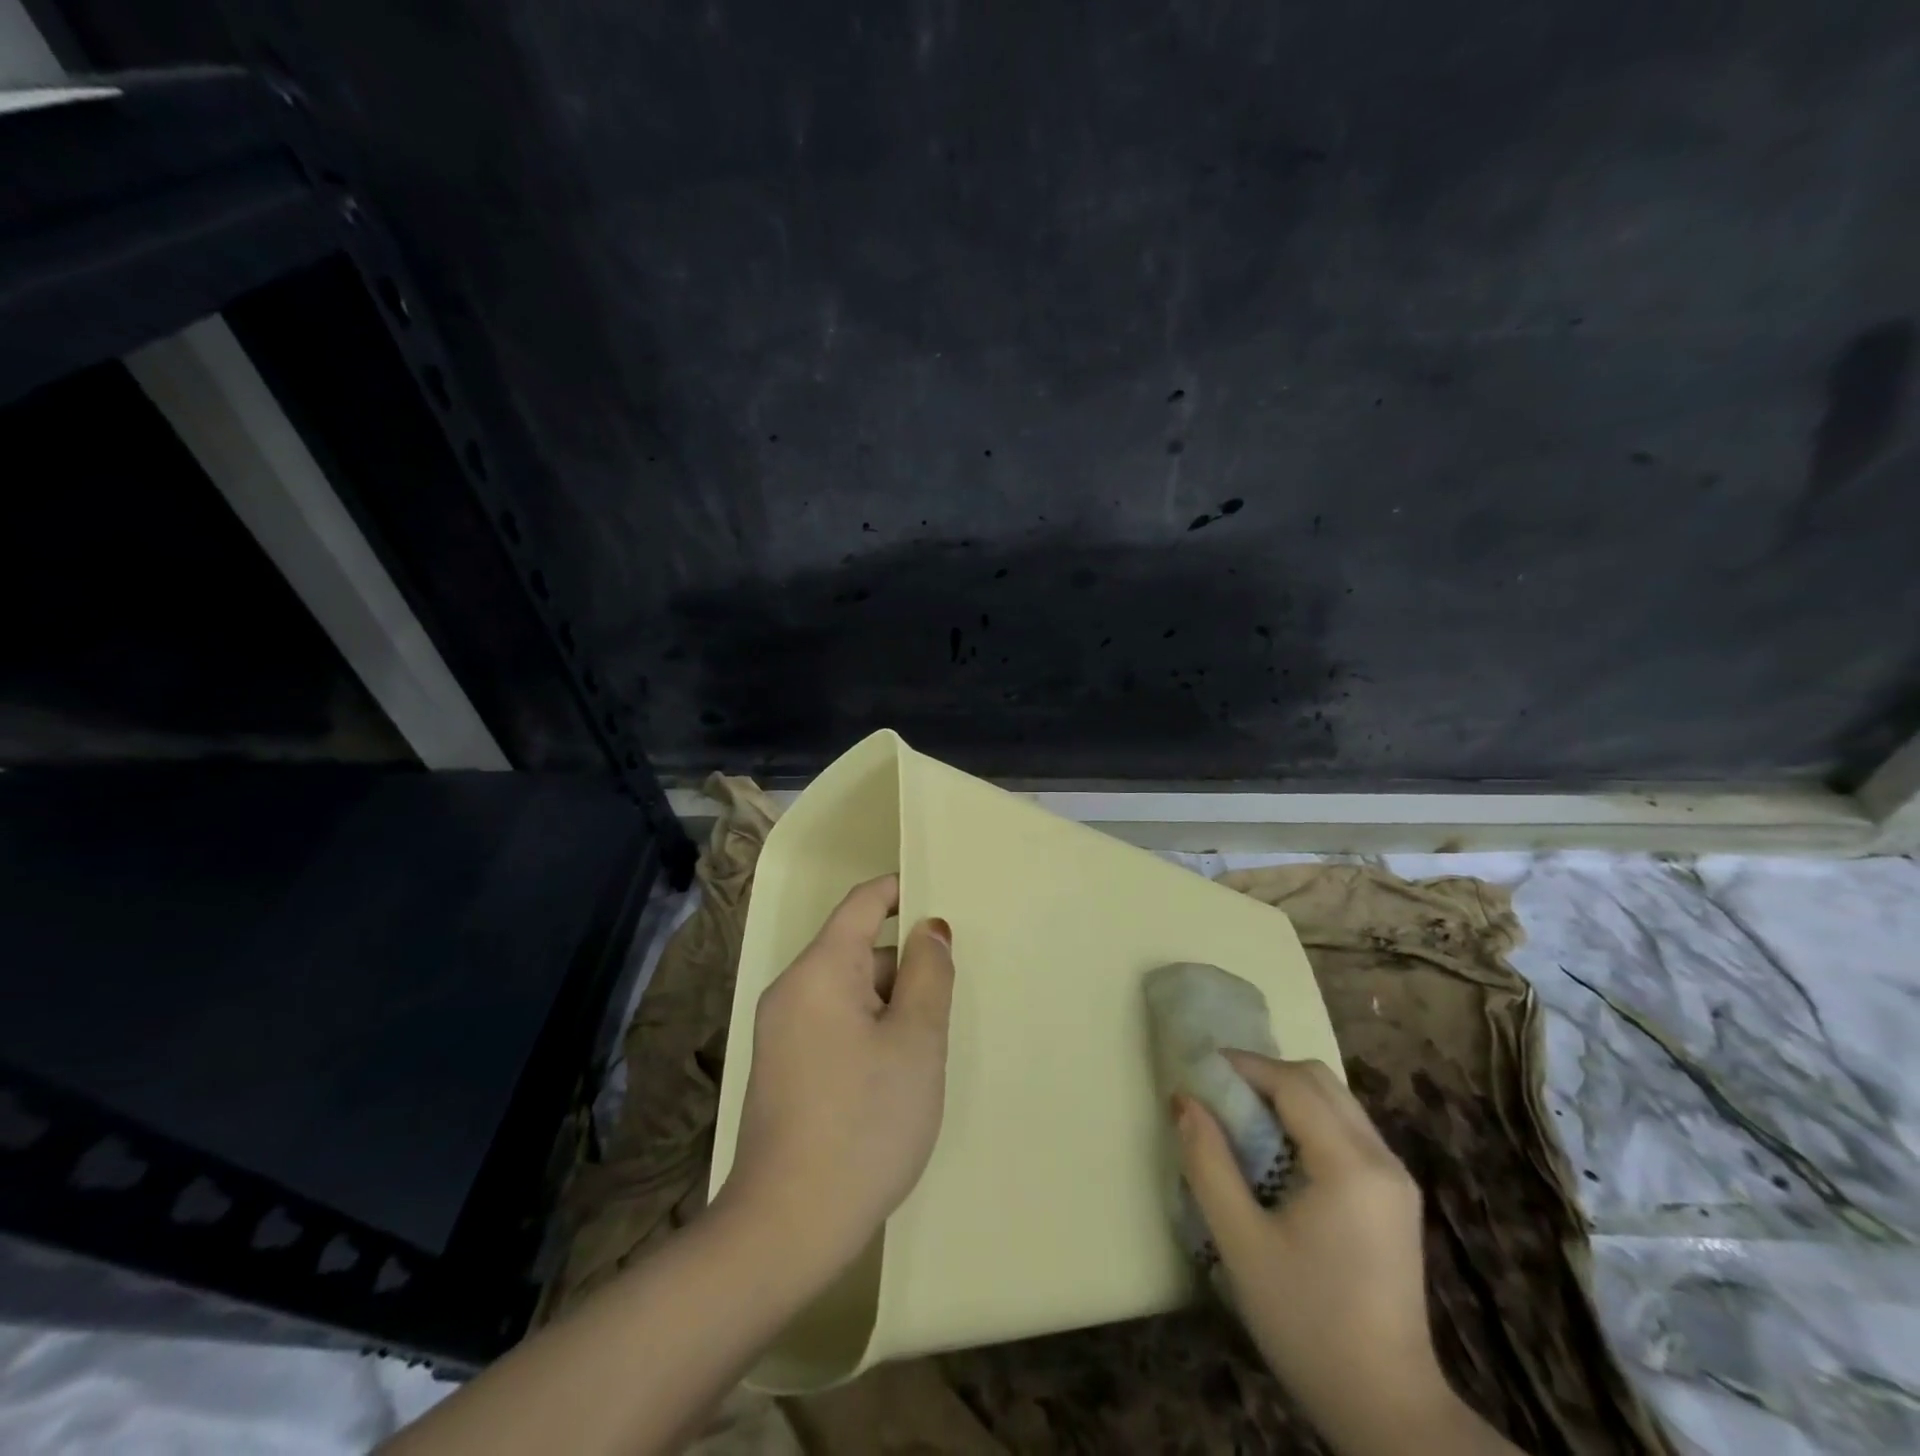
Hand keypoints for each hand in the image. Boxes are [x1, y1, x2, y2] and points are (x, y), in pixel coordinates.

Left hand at [719, 875, 954, 1284]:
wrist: (786, 1229)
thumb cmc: (864, 1123)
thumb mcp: (915, 1042)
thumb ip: (928, 973)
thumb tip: (929, 928)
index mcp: (820, 970)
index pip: (862, 903)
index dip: (901, 891)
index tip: (943, 896)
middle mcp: (792, 990)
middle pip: (857, 950)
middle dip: (904, 964)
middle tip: (951, 997)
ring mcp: (782, 1031)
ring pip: (848, 992)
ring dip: (890, 1004)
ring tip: (929, 1045)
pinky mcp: (783, 1068)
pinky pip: (833, 1024)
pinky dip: (869, 1030)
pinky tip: (895, 1075)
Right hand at [1175, 1054, 1492, 1455]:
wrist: (1389, 1412)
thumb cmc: (1307, 1324)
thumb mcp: (1241, 1243)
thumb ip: (1208, 1163)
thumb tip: (1185, 1100)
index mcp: (1350, 1165)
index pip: (1293, 1083)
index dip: (1243, 1066)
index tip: (1198, 1072)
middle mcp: (1382, 1159)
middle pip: (1320, 1081)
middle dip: (1264, 1074)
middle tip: (1219, 1095)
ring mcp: (1395, 1180)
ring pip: (1336, 1102)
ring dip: (1285, 1096)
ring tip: (1241, 1121)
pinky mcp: (1395, 1199)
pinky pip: (1347, 1130)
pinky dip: (1306, 1121)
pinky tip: (1277, 1155)